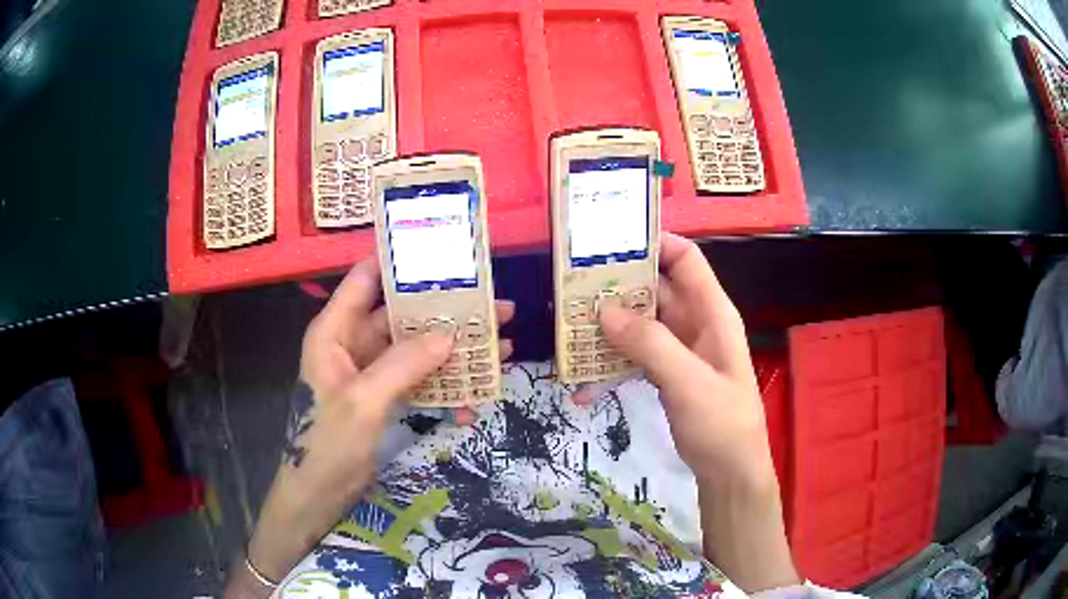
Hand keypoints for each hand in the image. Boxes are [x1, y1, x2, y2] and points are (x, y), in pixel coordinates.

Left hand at [227, 259, 513, 597]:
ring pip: (416, 348)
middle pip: (402, 314)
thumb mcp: (364, 400)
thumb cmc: (328, 443)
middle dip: (446, 311)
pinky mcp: (385, 396)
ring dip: (454, 348)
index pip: (366, 278)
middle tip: (493, 305)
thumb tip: (451, 334)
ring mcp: (372, 371)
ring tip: (500, 343)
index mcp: (336, 330)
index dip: (400, 261)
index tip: (443, 251)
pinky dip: (445, 384)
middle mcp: (354, 343)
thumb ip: (404, 364)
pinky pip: (419, 380)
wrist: (320, 494)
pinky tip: (476, 396)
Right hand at [593, 233, 798, 592]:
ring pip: (641, 321)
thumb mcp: (689, 382)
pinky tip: (584, 378)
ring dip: (609, 322)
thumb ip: (650, 344)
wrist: (729, 472)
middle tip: (572, 282)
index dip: (653, 242)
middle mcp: (695, 322)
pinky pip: (636, 353)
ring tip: (569, 324)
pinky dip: (612, 359)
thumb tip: (603, 309)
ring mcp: (679, 349)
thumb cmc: (721, 424)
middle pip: (656, 287)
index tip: (608, 241)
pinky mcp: (667, 372)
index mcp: (712, 312)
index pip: (685, 258)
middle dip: (618, 283)